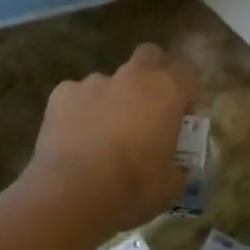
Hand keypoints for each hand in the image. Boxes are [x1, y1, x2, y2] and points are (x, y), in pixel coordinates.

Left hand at [23, 44, 199, 233]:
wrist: (73, 193)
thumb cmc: (133, 189)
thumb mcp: (170, 187)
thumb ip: (177, 169)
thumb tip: (175, 170)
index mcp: (167, 91)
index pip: (189, 73)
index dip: (187, 93)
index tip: (182, 118)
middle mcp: (132, 77)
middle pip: (149, 56)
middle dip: (151, 76)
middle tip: (147, 111)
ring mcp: (93, 82)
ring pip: (109, 81)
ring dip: (112, 99)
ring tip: (103, 134)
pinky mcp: (61, 94)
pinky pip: (76, 96)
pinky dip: (79, 111)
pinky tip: (75, 139)